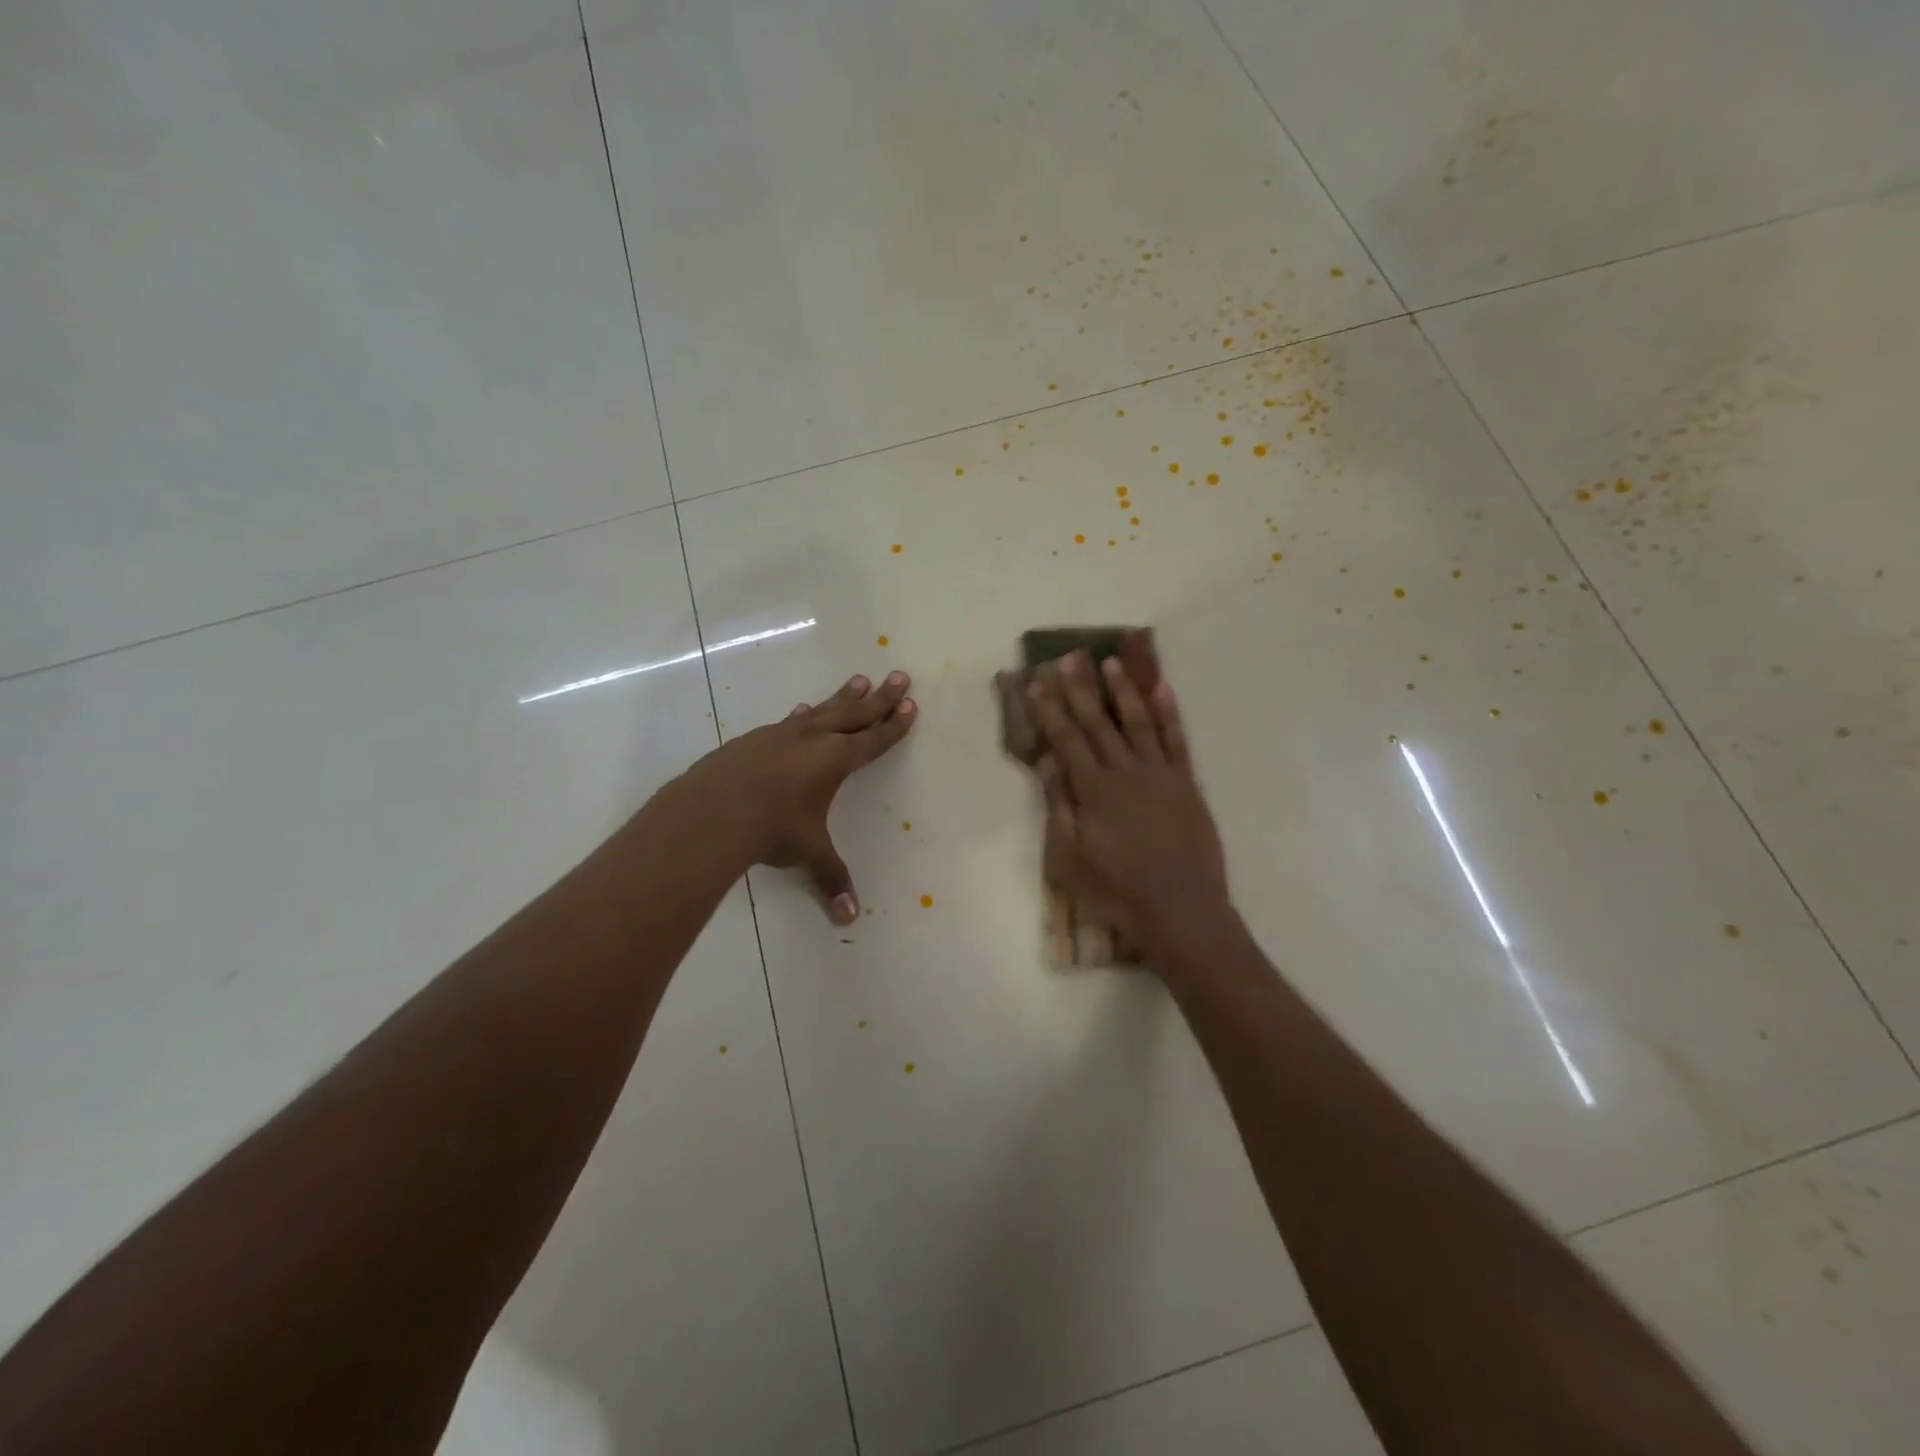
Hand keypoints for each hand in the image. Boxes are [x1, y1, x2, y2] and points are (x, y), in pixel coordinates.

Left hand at [676, 671, 915, 923]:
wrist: (712, 811)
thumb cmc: (772, 828)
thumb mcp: (808, 853)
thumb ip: (831, 878)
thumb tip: (850, 918)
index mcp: (835, 760)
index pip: (873, 739)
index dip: (894, 725)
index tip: (911, 705)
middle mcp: (813, 740)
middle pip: (855, 712)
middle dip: (881, 697)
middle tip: (899, 676)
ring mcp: (781, 735)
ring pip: (822, 710)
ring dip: (843, 696)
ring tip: (859, 680)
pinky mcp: (753, 739)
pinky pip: (789, 722)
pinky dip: (803, 715)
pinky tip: (801, 712)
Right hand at [1028, 654, 1230, 965]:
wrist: (1180, 911)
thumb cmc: (1116, 892)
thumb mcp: (1069, 860)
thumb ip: (1059, 807)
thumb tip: (1048, 762)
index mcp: (1094, 790)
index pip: (1066, 740)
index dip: (1050, 711)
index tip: (1036, 683)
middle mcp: (1125, 772)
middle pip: (1098, 723)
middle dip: (1081, 689)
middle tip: (1069, 658)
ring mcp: (1160, 775)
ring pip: (1138, 722)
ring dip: (1122, 691)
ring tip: (1111, 663)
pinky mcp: (1187, 784)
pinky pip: (1177, 740)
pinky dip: (1169, 712)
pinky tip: (1162, 688)